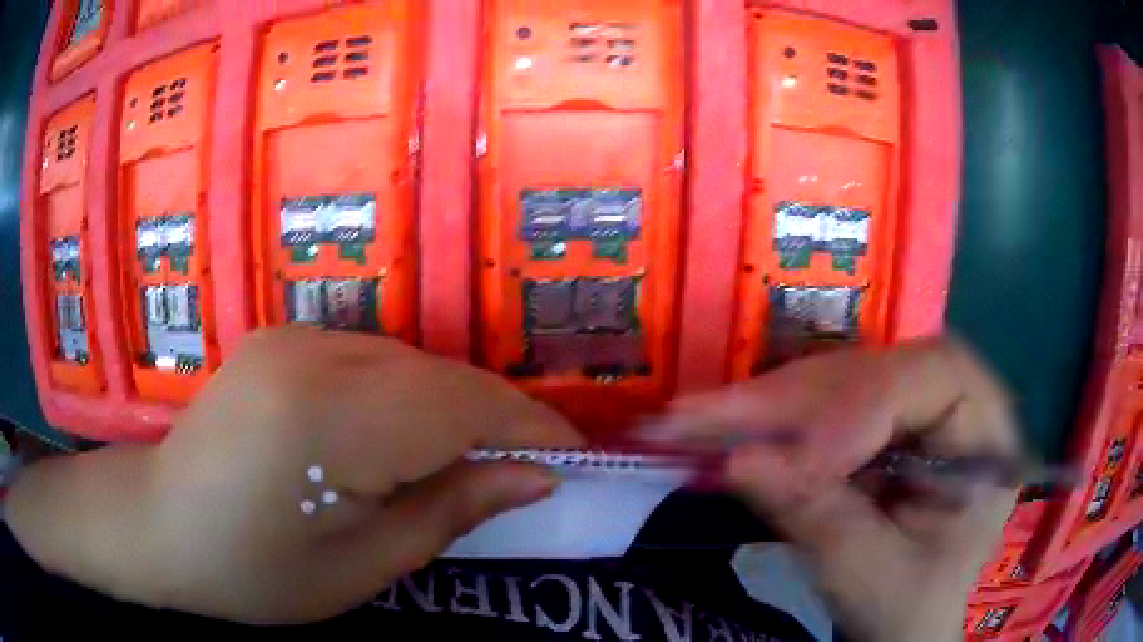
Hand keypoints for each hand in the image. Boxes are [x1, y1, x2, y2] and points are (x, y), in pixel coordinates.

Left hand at [8, 327, 581, 623]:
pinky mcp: (284, 336)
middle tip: (527, 471)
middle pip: (443, 376)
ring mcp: (295, 335)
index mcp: (327, 420)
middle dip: (498, 421)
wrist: (161, 524)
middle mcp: (314, 354)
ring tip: (467, 464)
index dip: (530, 429)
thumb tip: (535, 477)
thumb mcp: (362, 567)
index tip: (574, 459)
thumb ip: (451, 511)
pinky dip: (408, 396)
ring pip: (413, 362)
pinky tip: (399, 440)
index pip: (464, 406)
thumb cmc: (254, 572)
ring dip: (452, 410)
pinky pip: (375, 359)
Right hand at [652, 340, 1018, 641]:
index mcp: (987, 433)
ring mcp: (912, 408)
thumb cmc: (907, 606)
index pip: (935, 376)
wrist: (906, 622)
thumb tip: (739, 461)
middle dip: (792, 399)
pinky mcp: (877, 422)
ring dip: (768, 404)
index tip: (800, 461)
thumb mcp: (870, 575)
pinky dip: (770, 420)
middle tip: (706, 416)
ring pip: (839, 378)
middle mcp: (954, 401)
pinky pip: (821, 403)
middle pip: (875, 368)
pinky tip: (725, 426)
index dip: (865, 404)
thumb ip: (817, 517)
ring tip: (698, 419)